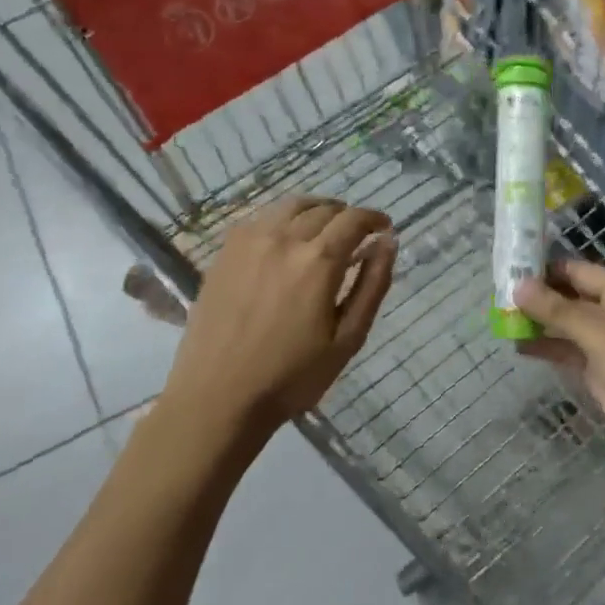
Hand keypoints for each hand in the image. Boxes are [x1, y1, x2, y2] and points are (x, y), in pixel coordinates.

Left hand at [163, 196, 396, 445]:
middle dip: (347, 217)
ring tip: (324, 230)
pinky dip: (284, 220)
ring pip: (291, 206)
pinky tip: (286, 241)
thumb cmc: (291, 376)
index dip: (374, 218)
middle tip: (357, 237)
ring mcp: (249, 242)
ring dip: (316, 211)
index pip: (354, 220)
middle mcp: (284, 239)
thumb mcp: (348, 339)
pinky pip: (261, 218)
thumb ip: (372, 285)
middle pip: (324, 209)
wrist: (217, 398)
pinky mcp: (225, 252)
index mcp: (318, 261)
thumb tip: (388, 243)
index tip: (384, 228)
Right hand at [516, 260, 604, 479]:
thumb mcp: (599, 337)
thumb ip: (558, 311)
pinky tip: (518, 346)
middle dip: (536, 296)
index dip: (543, 268)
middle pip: (568, 295)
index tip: (507, 268)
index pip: (575, 270)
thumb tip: (518, 286)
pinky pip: (568, 350)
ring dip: (538, 323)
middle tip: (495, 296)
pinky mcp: (599, 369)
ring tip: (500, 320)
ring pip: (565, 324)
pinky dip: (546, 347)